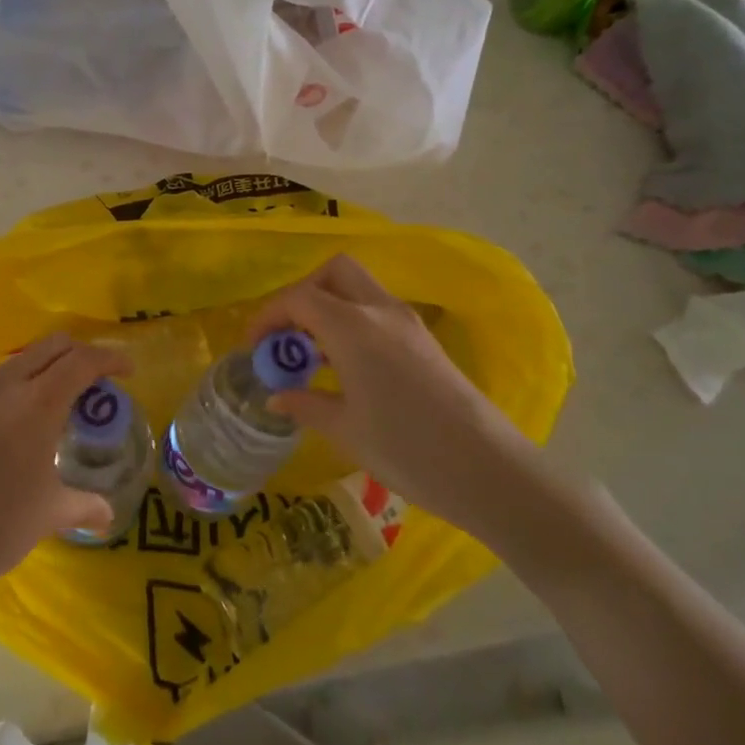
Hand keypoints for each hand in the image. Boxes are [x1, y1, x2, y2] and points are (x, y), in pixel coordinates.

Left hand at [0, 333, 128, 613]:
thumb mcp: (48, 515)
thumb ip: (84, 505)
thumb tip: (108, 514)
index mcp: (36, 405)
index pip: (81, 361)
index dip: (110, 359)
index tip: (129, 370)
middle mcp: (4, 389)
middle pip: (51, 347)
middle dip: (81, 353)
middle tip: (98, 381)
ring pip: (21, 360)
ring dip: (48, 366)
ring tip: (61, 401)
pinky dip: (20, 385)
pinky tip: (20, 423)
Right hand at [249, 255, 538, 526]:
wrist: (489, 471)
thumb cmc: (408, 450)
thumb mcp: (345, 430)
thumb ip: (305, 404)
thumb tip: (277, 396)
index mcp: (353, 327)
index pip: (299, 298)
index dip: (268, 316)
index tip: (254, 347)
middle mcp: (380, 311)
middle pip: (333, 272)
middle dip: (302, 294)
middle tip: (288, 336)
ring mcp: (407, 322)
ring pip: (357, 288)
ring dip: (328, 307)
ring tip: (311, 356)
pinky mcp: (423, 340)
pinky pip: (376, 311)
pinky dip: (350, 322)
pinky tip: (345, 366)